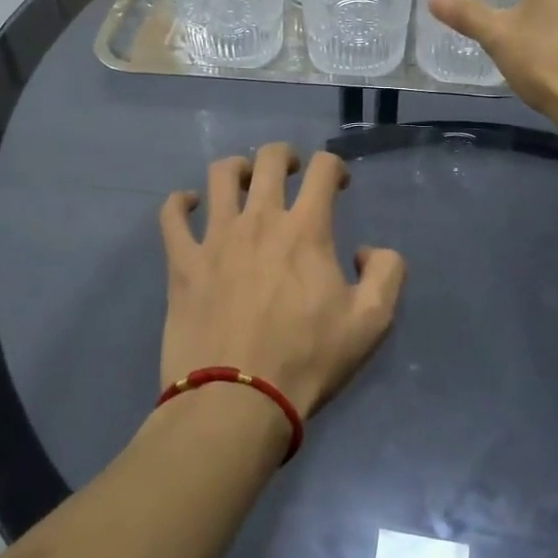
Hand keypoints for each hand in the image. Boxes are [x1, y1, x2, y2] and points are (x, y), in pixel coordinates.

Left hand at [159, 145, 406, 419]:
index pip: (323, 168)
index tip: (339, 185)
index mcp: (306, 229)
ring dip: (237, 169)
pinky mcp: (182, 262)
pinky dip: (180, 202)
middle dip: (285, 156)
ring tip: (244, 182)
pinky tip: (190, 205)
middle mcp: (260, 220)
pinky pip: (172, 215)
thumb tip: (367, 250)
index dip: (335, 167)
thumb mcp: (372, 322)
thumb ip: (386, 273)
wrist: (237, 400)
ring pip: (220, 175)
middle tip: (292, 173)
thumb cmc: (307, 360)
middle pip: (269, 159)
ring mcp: (215, 238)